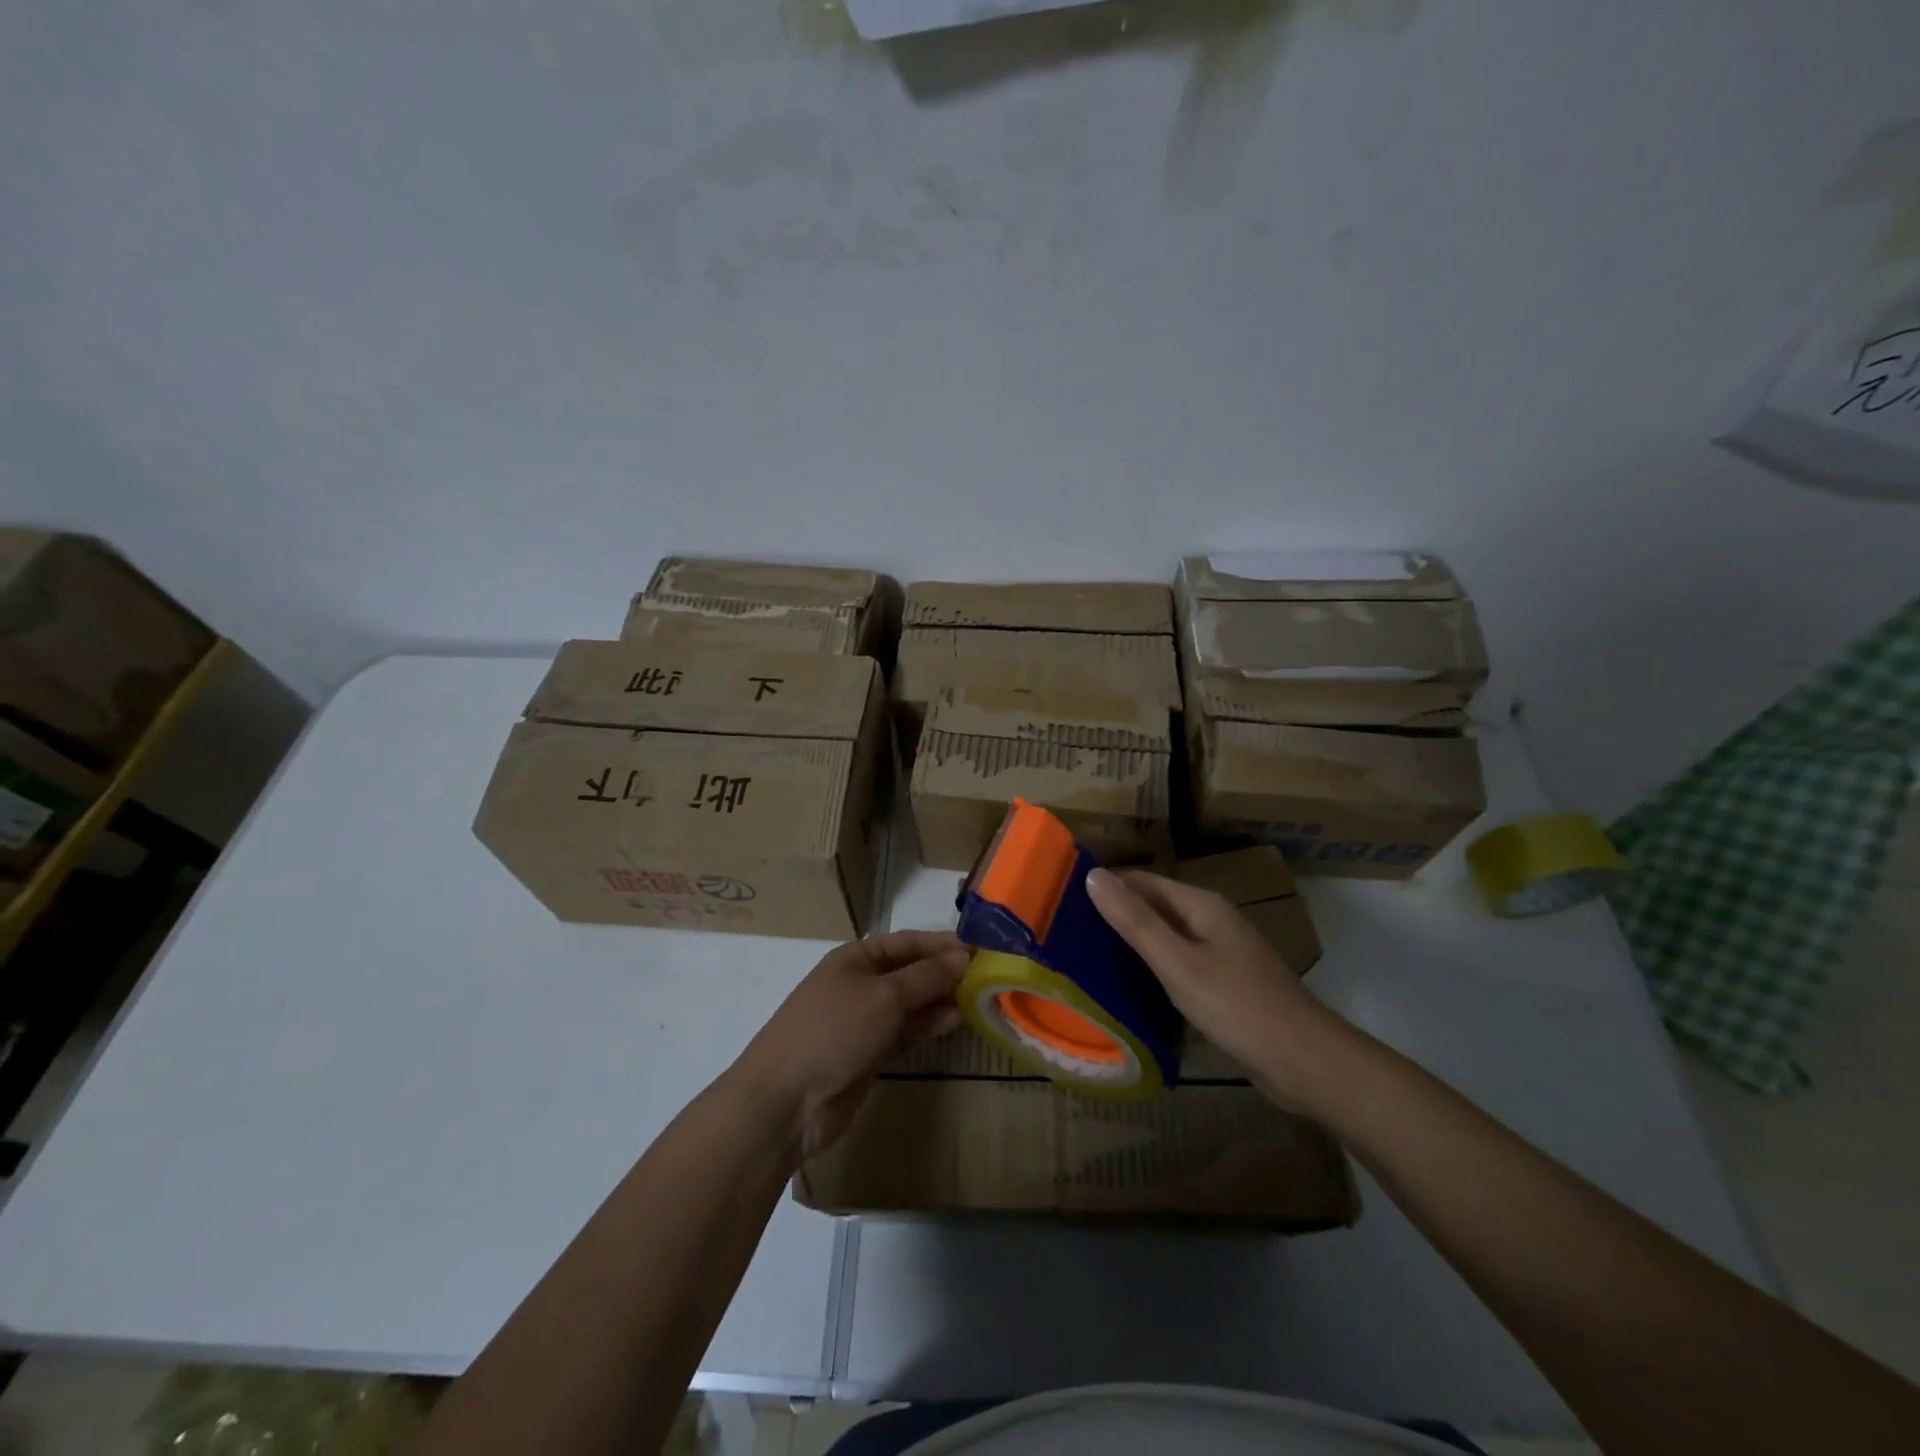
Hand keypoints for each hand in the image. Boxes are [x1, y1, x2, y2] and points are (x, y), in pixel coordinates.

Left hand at [731, 930, 969, 1161]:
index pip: (907, 942)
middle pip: (911, 972)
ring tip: (980, 999)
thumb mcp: (884, 996)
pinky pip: (906, 1032)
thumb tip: (964, 957)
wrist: (786, 1101)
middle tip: (989, 977)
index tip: (981, 949)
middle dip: (945, 972)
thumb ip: (926, 977)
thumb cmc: (834, 1030)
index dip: (942, 944)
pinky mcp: (869, 1054)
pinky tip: (956, 1022)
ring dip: (941, 1000)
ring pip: (911, 1004)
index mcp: (856, 958)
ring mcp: (864, 1021)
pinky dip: (929, 1026)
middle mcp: (861, 984)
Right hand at [1085, 867, 1342, 1106]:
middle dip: (1117, 913)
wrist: (1303, 1061)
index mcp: (1201, 905)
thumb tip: (1093, 875)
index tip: (1065, 899)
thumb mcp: (1176, 962)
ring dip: (1133, 942)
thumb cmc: (1236, 1005)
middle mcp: (1212, 920)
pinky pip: (1180, 963)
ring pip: (1167, 937)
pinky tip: (1131, 986)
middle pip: (1155, 906)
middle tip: (1069, 930)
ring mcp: (1222, 952)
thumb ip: (1134, 920)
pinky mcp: (1226, 983)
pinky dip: (1154, 967)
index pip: (1142, 880)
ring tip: (1088, 956)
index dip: (1107, 885)